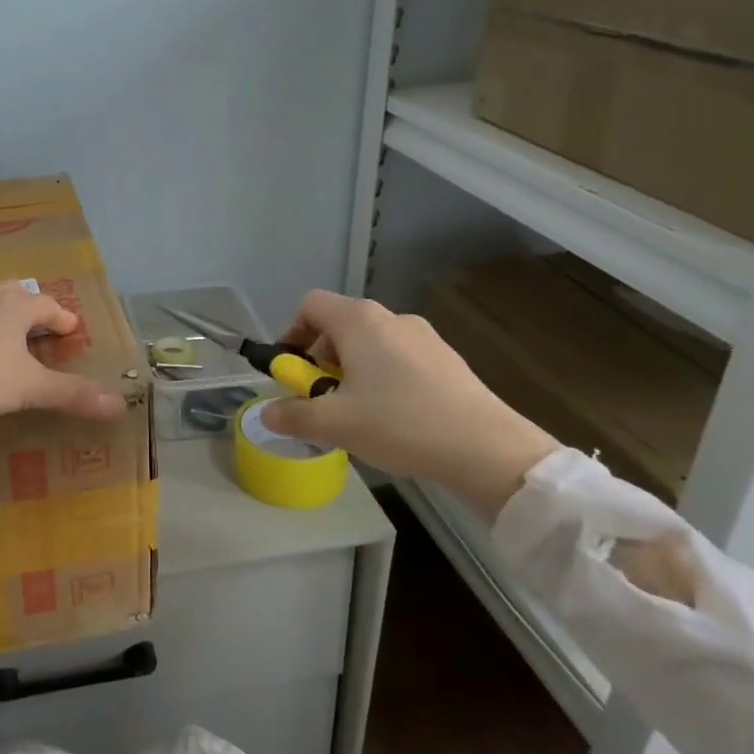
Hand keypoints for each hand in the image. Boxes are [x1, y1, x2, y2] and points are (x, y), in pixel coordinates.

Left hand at [0, 281, 126, 420]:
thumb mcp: (32, 387)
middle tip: (37, 324)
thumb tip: (119, 404)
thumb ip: (72, 394)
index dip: (61, 317)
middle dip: (28, 305)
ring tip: (8, 342)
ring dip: (0, 320)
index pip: (46, 305)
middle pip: (12, 293)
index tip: (71, 328)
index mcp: (15, 309)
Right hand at [259, 289, 557, 521]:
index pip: (311, 305)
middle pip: (340, 325)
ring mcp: (424, 337)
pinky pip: (399, 359)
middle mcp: (392, 319)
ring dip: (351, 371)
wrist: (486, 448)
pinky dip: (382, 378)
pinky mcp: (447, 360)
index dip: (291, 332)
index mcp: (360, 322)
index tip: (292, 370)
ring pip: (371, 344)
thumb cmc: (400, 424)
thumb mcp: (336, 424)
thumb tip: (266, 415)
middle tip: (320, 399)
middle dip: (320, 359)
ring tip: (355, 413)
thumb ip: (294, 416)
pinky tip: (393, 418)